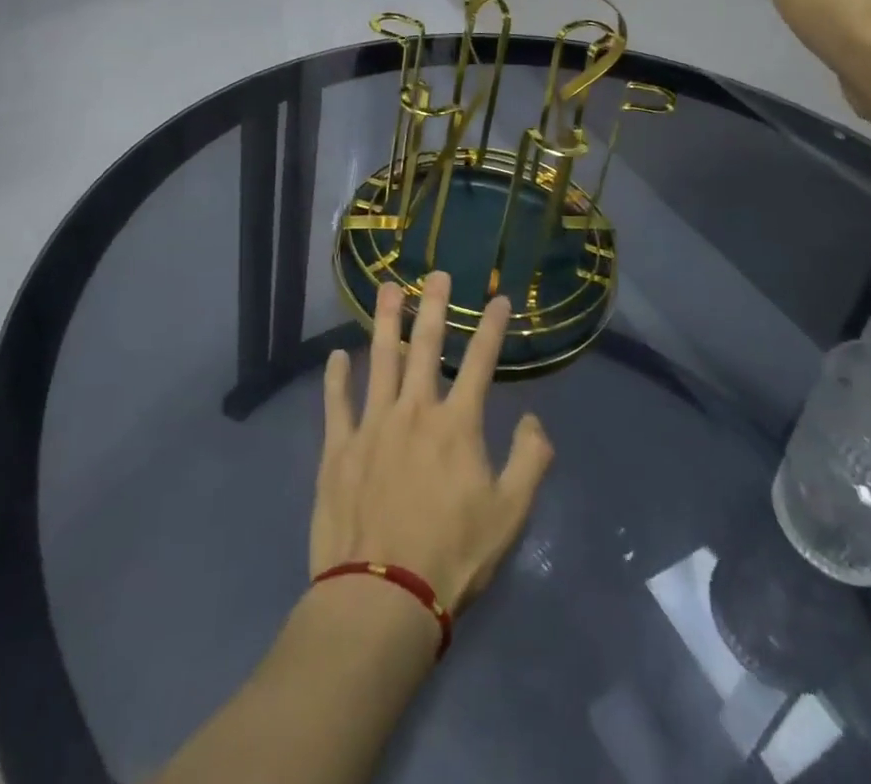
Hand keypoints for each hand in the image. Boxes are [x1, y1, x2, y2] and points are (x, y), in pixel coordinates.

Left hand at [312, 274, 554, 613]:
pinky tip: (336, 355)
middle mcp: (414, 410)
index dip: (491, 327)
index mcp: (457, 424)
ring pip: (379, 360)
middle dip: (434, 306)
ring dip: (385, 322)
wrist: (382, 597)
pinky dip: (336, 377)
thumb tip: (534, 419)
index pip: (480, 362)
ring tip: (387, 288)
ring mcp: (371, 425)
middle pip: (425, 346)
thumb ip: (530, 461)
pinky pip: (336, 403)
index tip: (498, 298)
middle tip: (436, 273)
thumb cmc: (452, 556)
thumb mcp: (510, 515)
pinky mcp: (338, 449)